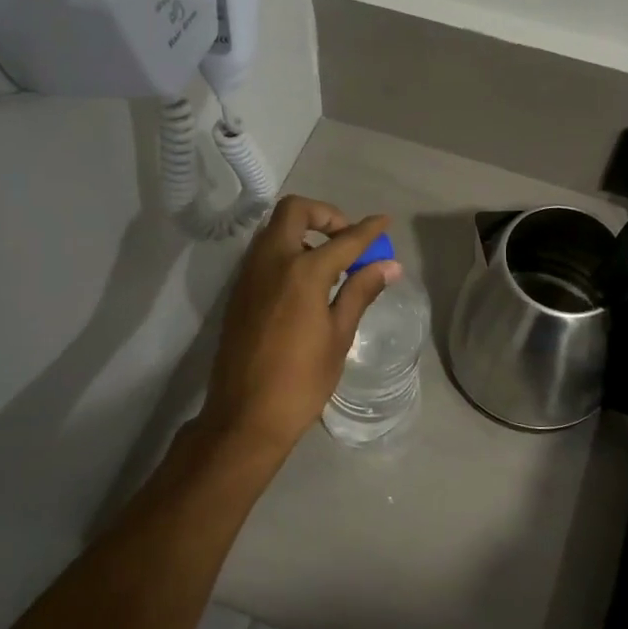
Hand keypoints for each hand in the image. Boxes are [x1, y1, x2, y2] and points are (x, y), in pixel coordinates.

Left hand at [198, 196, 399, 456]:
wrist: (244, 417)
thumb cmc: (301, 381)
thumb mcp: (339, 336)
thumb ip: (361, 292)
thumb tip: (389, 265)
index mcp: (302, 272)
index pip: (344, 239)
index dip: (368, 230)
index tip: (384, 222)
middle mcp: (271, 261)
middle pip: (294, 211)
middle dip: (325, 215)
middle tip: (346, 240)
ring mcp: (249, 274)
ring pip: (275, 230)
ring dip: (304, 232)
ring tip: (330, 264)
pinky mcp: (238, 291)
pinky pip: (264, 253)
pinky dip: (287, 251)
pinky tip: (306, 285)